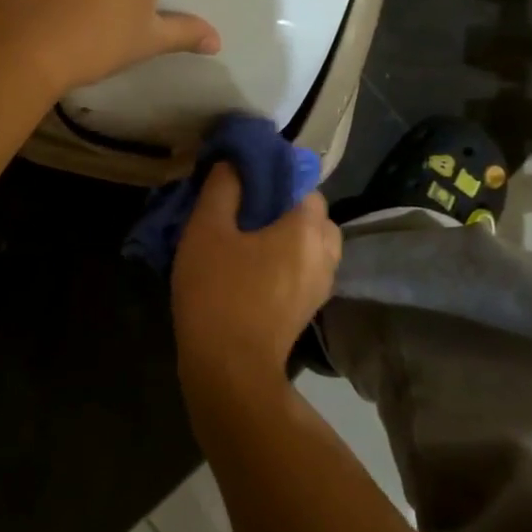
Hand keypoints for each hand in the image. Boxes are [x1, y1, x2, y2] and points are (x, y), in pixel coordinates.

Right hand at [173, 163, 341, 397]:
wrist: (230, 368)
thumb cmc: (217, 292)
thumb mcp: (206, 231)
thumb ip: (222, 189)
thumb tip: (234, 164)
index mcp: (306, 229)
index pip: (305, 184)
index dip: (278, 176)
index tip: (248, 180)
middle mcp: (325, 254)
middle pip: (315, 216)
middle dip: (287, 208)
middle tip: (249, 210)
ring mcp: (321, 286)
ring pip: (314, 246)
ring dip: (291, 237)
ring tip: (253, 240)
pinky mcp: (309, 310)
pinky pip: (306, 271)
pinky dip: (289, 262)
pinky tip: (256, 268)